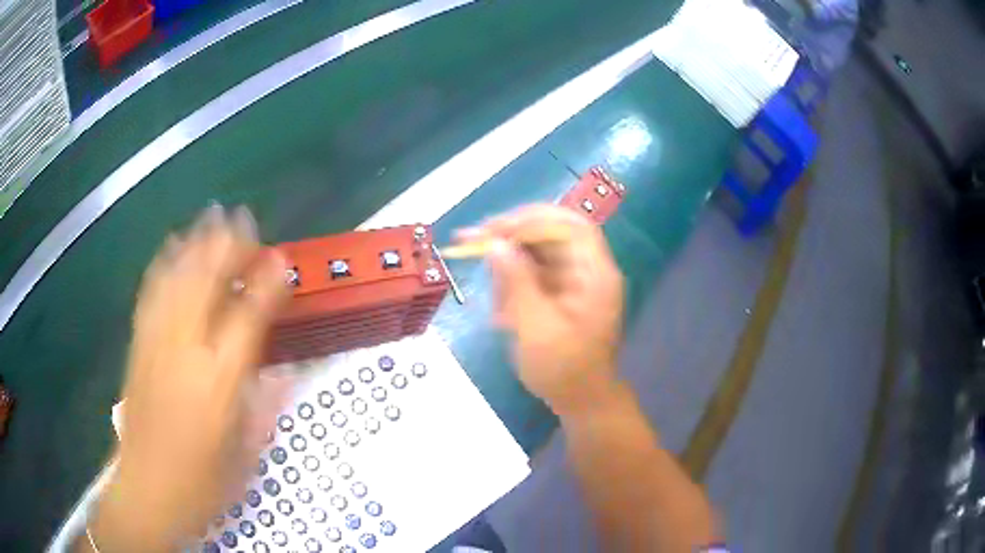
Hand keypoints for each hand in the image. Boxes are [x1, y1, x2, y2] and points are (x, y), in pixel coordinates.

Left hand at [91, 206, 290, 551]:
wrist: (147, 490)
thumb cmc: (203, 482)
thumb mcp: (245, 453)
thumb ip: (264, 405)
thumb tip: (284, 369)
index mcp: (219, 382)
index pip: (248, 317)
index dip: (267, 284)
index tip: (282, 261)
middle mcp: (185, 351)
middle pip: (206, 281)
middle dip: (228, 244)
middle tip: (245, 220)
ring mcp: (156, 343)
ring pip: (176, 277)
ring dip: (196, 242)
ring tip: (212, 216)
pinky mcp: (137, 345)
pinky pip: (151, 291)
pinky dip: (164, 262)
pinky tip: (173, 245)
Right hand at [458, 205, 624, 415]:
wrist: (581, 400)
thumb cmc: (563, 370)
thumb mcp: (535, 328)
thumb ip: (515, 282)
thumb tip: (493, 243)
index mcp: (595, 273)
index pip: (568, 225)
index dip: (529, 219)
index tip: (492, 230)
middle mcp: (588, 268)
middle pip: (550, 232)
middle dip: (510, 237)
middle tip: (470, 242)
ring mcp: (575, 278)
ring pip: (537, 250)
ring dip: (509, 266)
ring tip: (498, 307)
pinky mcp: (562, 290)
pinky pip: (533, 271)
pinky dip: (513, 284)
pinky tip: (503, 314)